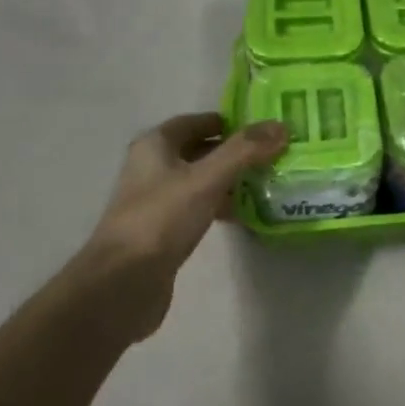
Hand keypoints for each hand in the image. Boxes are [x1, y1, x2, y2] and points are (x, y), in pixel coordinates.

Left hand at [76, 113, 287, 339]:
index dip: (228, 122)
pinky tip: (245, 214)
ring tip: (267, 183)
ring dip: (229, 180)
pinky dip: (220, 205)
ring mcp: (156, 200)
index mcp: (155, 145)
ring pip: (200, 180)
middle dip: (233, 152)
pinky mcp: (163, 230)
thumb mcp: (206, 179)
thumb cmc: (161, 219)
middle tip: (272, 155)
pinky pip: (198, 207)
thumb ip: (243, 151)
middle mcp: (152, 167)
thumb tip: (281, 125)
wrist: (122, 283)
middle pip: (199, 150)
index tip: (263, 128)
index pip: (195, 121)